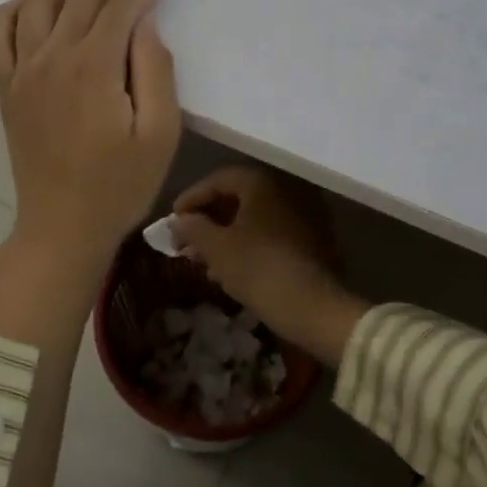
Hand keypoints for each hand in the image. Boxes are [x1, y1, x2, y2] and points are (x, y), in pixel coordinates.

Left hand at [0, 0, 181, 276]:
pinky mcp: (7, 90)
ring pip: (36, 5)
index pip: (118, 7)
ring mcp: (22, 73)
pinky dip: (10, 10)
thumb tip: (144, 24)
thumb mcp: (159, 133)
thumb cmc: (120, 185)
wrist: (62, 227)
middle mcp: (51, 58)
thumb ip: (155, 71)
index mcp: (92, 67)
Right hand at [170, 166, 365, 365]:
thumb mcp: (216, 248)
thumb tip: (179, 220)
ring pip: (254, 218)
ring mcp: (304, 214)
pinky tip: (231, 270)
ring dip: (226, 235)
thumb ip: (192, 228)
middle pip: (237, 198)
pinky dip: (248, 244)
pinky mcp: (313, 239)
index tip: (173, 221)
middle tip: (186, 243)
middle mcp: (286, 189)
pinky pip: (271, 233)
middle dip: (208, 221)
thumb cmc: (258, 268)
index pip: (218, 179)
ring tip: (204, 262)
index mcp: (262, 182)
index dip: (191, 198)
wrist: (314, 307)